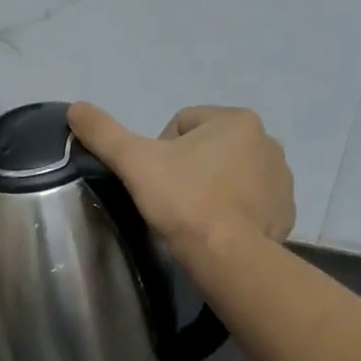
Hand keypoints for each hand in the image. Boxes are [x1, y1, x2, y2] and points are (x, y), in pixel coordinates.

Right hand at [67, 103, 295, 250]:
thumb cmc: (182, 200)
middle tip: (170, 200)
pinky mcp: (285, 211)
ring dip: (210, 188)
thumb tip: (75, 107)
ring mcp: (282, 178)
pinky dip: (233, 212)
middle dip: (188, 169)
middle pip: (207, 148)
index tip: (154, 181)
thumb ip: (104, 132)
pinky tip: (216, 230)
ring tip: (192, 217)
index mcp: (236, 120)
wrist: (226, 254)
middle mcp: (267, 141)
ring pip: (230, 174)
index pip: (181, 125)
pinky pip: (251, 202)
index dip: (159, 152)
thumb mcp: (134, 162)